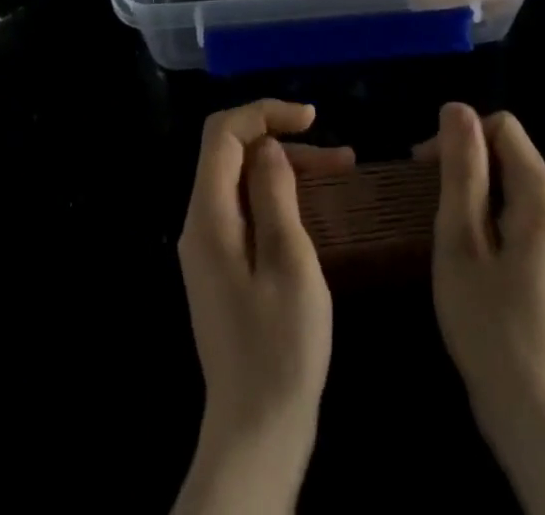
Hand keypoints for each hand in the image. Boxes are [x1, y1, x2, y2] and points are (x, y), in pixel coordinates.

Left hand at [173, 100, 353, 514]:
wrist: (257, 432)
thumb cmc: (281, 347)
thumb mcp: (290, 262)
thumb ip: (275, 195)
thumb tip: (268, 147)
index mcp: (209, 217)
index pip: (223, 134)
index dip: (264, 112)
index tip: (312, 118)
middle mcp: (201, 224)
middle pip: (233, 153)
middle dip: (283, 140)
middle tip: (339, 155)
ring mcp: (211, 247)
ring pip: (244, 180)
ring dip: (289, 168)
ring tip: (343, 171)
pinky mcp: (225, 266)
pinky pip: (248, 209)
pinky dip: (281, 196)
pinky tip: (317, 205)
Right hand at [418, 105, 544, 514]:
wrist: (533, 412)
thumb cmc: (489, 323)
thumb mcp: (461, 238)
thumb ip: (461, 168)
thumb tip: (456, 107)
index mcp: (541, 191)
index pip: (501, 126)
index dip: (459, 136)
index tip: (422, 168)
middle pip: (506, 148)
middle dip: (463, 160)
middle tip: (424, 196)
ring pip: (508, 178)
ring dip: (470, 186)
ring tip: (438, 220)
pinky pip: (513, 206)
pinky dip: (484, 210)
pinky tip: (462, 244)